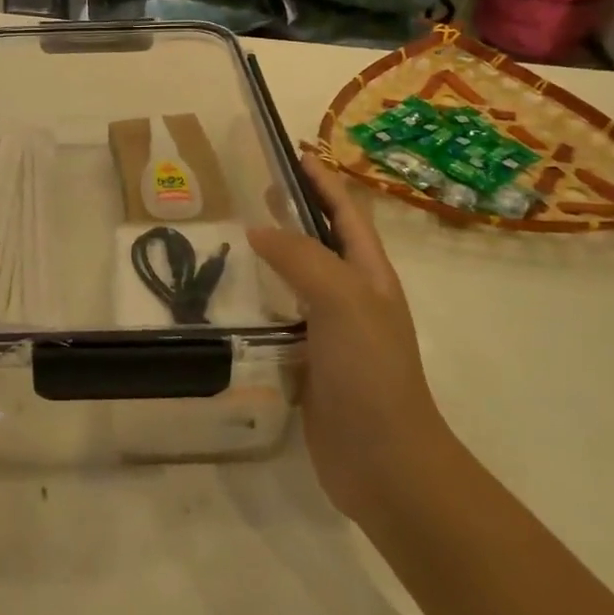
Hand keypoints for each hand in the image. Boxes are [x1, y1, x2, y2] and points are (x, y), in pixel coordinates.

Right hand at [248, 154, 446, 524]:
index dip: (321, 179)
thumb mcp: (342, 300)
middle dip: (291, 211)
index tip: (288, 151)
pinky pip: (278, 318)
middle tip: (249, 189)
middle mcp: (351, 296)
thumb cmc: (371, 372)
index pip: (345, 212)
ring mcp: (330, 331)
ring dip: (269, 256)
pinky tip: (228, 299)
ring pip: (296, 280)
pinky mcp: (307, 362)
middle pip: (320, 240)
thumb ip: (301, 258)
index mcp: (368, 274)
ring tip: (228, 237)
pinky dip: (256, 302)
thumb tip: (259, 230)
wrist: (385, 463)